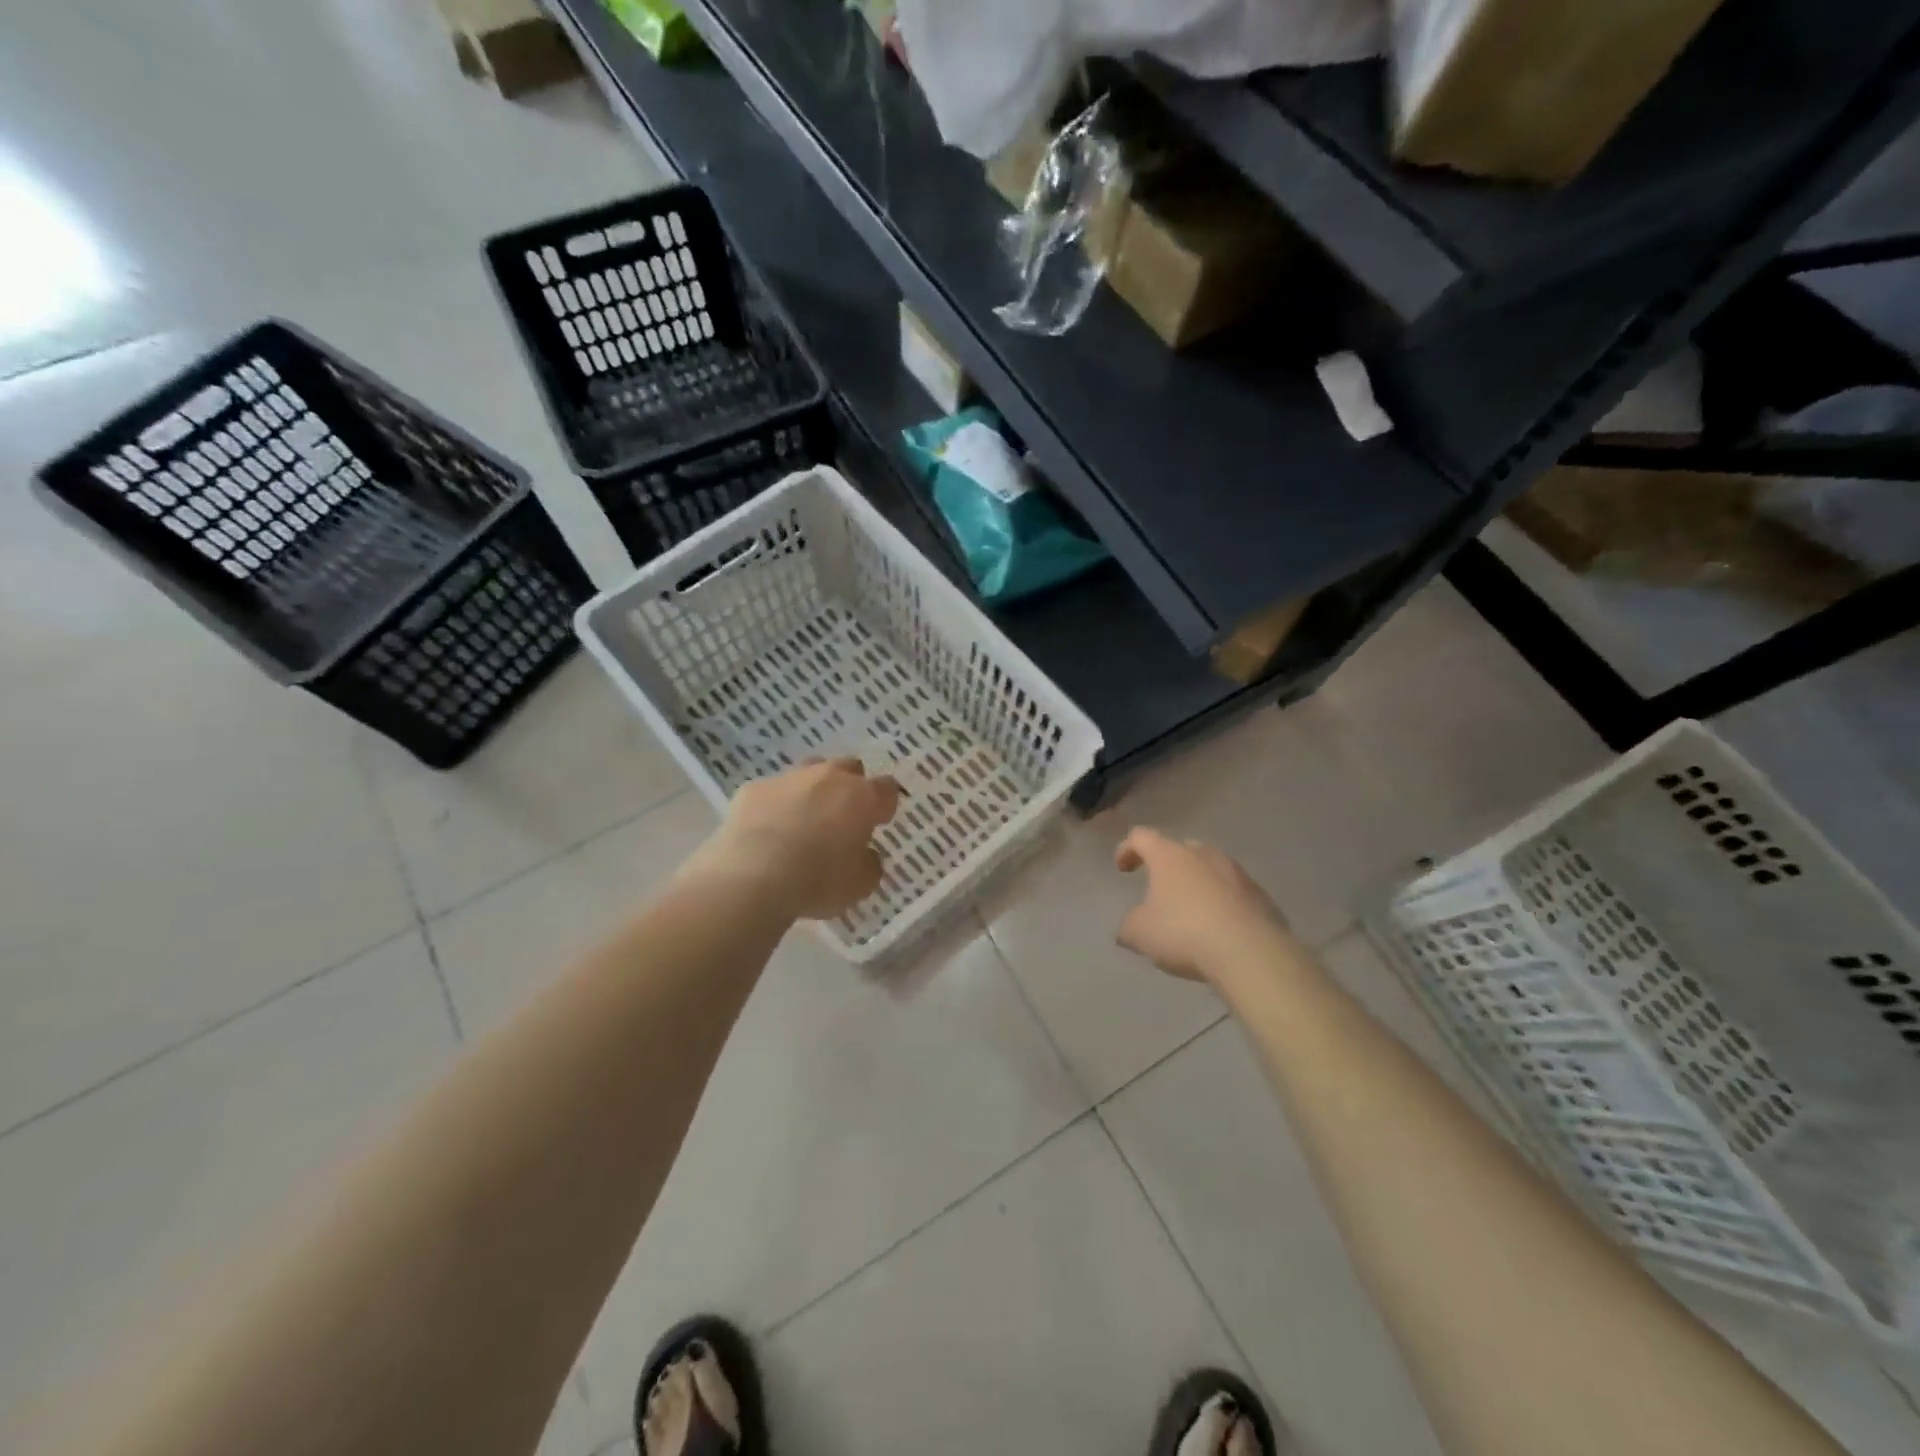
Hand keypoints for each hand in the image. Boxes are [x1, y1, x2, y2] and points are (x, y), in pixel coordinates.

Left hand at [696, 758, 901, 920]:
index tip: (879, 821)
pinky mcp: (753, 789)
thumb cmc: (816, 881)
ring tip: (805, 818)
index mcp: (861, 798)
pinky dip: (775, 805)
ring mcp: (789, 778)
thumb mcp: (858, 886)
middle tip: (843, 815)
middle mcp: (828, 778)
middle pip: (849, 768)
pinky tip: (768, 830)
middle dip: (850, 786)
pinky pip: (772, 791)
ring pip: (809, 771)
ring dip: (813, 789)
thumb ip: (869, 865)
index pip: (887, 789)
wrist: (751, 877)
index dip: (885, 804)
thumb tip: (866, 855)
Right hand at [1114, 827, 1290, 982]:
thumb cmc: (1185, 934)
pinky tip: (1218, 929)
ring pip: (1209, 869)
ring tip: (1190, 913)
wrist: (1251, 953)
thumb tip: (1130, 925)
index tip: (1123, 869)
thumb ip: (1129, 925)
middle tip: (1159, 890)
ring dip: (1196, 884)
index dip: (1127, 849)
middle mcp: (1203, 854)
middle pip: (1179, 849)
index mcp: (1169, 856)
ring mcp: (1236, 872)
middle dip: (1167, 866)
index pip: (1141, 837)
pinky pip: (1232, 892)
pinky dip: (1221, 903)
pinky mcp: (1260, 895)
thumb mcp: (1140, 934)